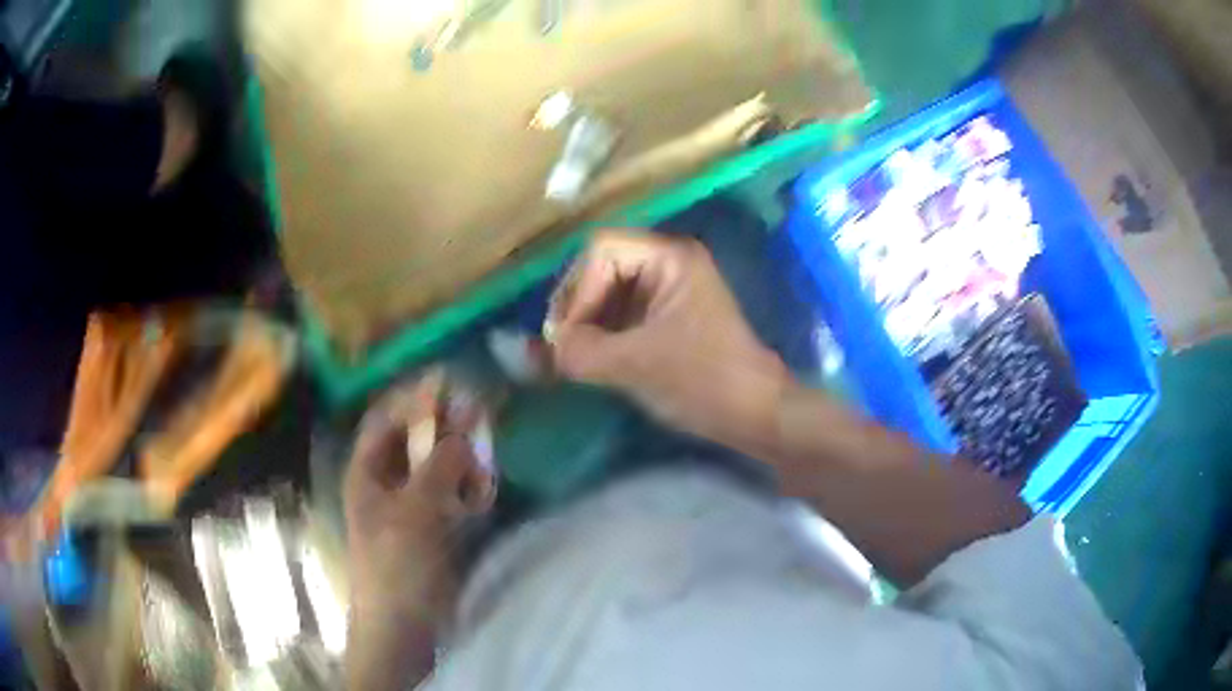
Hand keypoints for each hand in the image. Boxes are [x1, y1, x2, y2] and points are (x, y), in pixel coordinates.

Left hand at [343, 372, 495, 625]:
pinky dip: (468, 485)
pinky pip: (453, 495)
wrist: (404, 627)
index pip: (386, 419)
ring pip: (438, 467)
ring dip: (461, 455)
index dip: (413, 398)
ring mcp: (412, 507)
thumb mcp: (415, 511)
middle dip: (445, 425)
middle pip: (415, 441)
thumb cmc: (396, 565)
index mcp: (367, 473)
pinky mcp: (435, 529)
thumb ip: (439, 465)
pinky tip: (485, 485)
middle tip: (480, 410)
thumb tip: (466, 428)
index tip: (448, 382)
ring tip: (487, 446)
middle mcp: (387, 483)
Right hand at [549, 230, 787, 451]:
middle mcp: (669, 263)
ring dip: (585, 322)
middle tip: (561, 347)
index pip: (601, 251)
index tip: (566, 335)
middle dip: (577, 306)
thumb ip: (579, 351)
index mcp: (670, 258)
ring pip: (609, 292)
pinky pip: (623, 313)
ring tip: (571, 357)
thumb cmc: (702, 380)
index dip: (577, 290)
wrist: (755, 413)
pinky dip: (602, 333)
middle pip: (602, 267)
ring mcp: (670, 290)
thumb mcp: (633, 364)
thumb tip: (538, 350)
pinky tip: (589, 359)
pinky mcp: (668, 317)